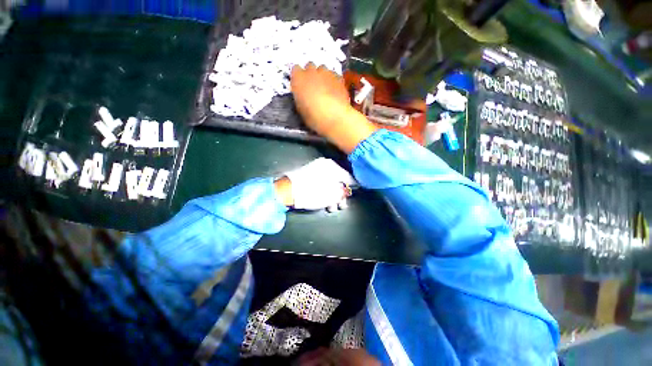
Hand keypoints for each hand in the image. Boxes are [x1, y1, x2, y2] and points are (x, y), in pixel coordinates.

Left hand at [276, 158, 355, 210]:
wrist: (287, 190)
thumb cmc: (313, 193)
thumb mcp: (331, 195)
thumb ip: (342, 192)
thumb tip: (346, 190)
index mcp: (333, 167)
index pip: (348, 177)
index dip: (353, 187)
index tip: (356, 193)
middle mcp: (325, 165)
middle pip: (339, 181)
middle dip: (341, 195)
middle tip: (342, 206)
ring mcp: (316, 169)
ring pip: (330, 183)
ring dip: (333, 196)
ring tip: (332, 208)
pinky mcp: (308, 174)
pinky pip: (321, 182)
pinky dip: (324, 192)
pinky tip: (324, 203)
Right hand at [291, 63, 377, 153]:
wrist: (334, 117)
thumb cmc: (314, 117)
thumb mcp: (301, 110)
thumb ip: (301, 98)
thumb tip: (303, 97)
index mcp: (298, 79)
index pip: (295, 70)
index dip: (298, 78)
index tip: (300, 86)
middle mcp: (311, 71)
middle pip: (310, 66)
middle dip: (311, 75)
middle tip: (313, 88)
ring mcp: (326, 73)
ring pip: (323, 69)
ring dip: (323, 77)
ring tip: (326, 90)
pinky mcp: (339, 78)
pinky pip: (334, 76)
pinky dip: (334, 81)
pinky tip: (335, 92)